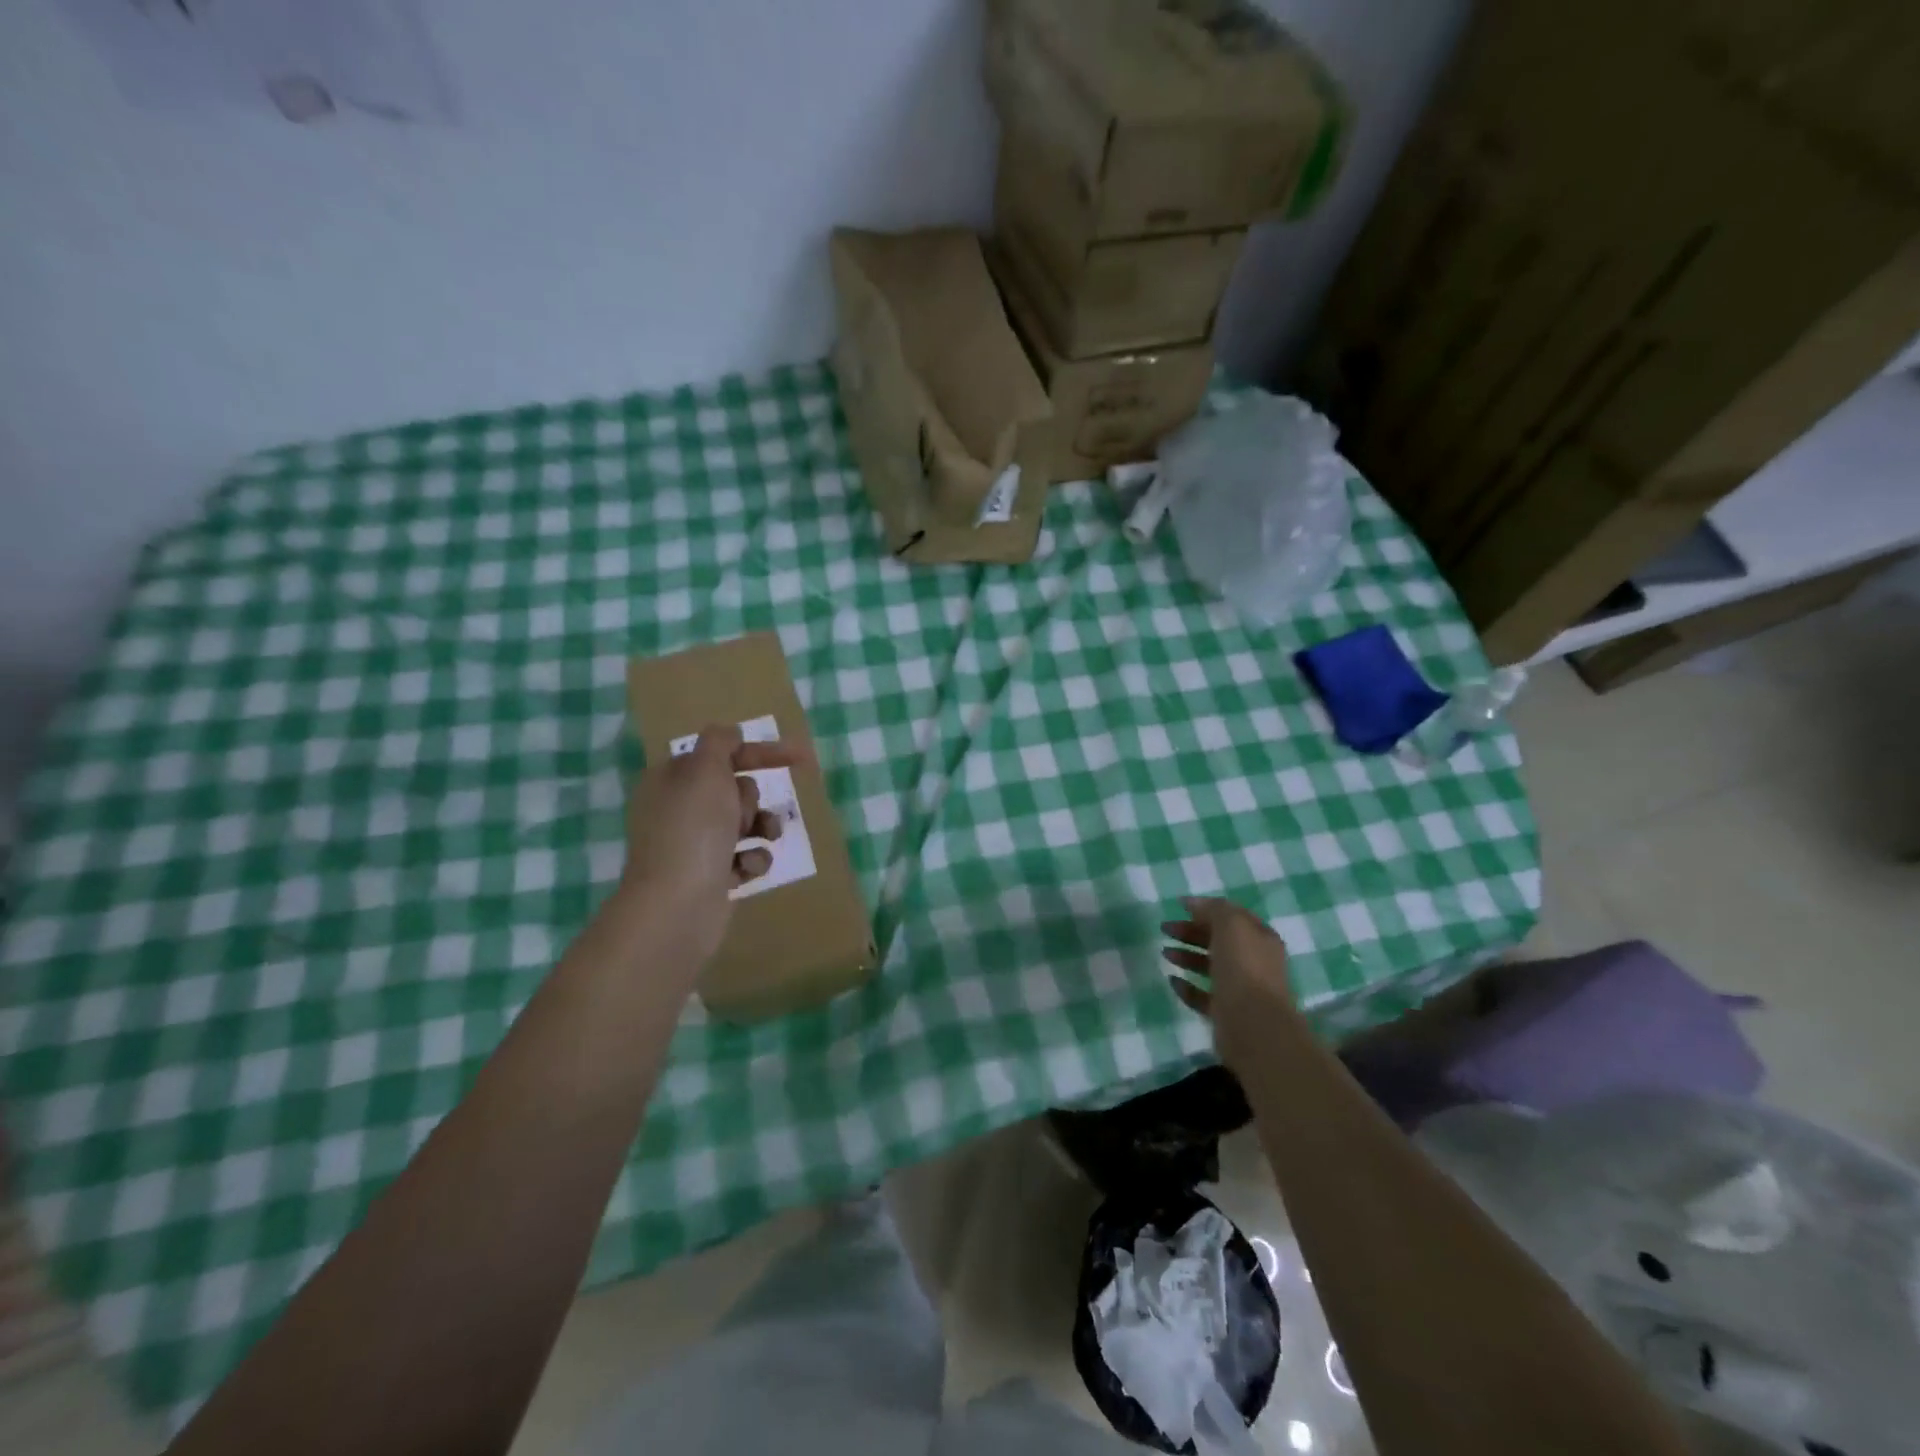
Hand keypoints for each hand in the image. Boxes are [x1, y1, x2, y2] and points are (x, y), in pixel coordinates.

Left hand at [617, 724, 808, 963]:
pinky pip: (745, 857)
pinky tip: (745, 871)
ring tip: (763, 840)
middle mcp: (679, 809)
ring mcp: (693, 845)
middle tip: (741, 815)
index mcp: (672, 779)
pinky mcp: (709, 877)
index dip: (763, 752)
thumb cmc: (693, 830)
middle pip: (736, 789)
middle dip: (751, 800)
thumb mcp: (706, 770)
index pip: (724, 752)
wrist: (676, 906)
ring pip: (745, 823)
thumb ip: (721, 742)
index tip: (803, 758)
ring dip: (761, 829)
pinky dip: (752, 861)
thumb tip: (730, 733)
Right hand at [1161, 897, 1301, 1068]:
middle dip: (1191, 932)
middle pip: (1218, 940)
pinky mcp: (1226, 1013)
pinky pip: (1203, 995)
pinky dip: (1187, 987)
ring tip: (1165, 953)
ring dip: (1187, 957)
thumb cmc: (1243, 968)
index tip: (1179, 907)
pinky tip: (1173, 980)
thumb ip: (1213, 909)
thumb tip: (1193, 903)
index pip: (1232, 917)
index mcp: (1260, 938)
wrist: (1253, 1025)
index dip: (1207, 910)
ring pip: (1210, 967)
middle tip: (1165, 929)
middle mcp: (1253, 962)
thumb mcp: (1231, 926)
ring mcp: (1241, 989)